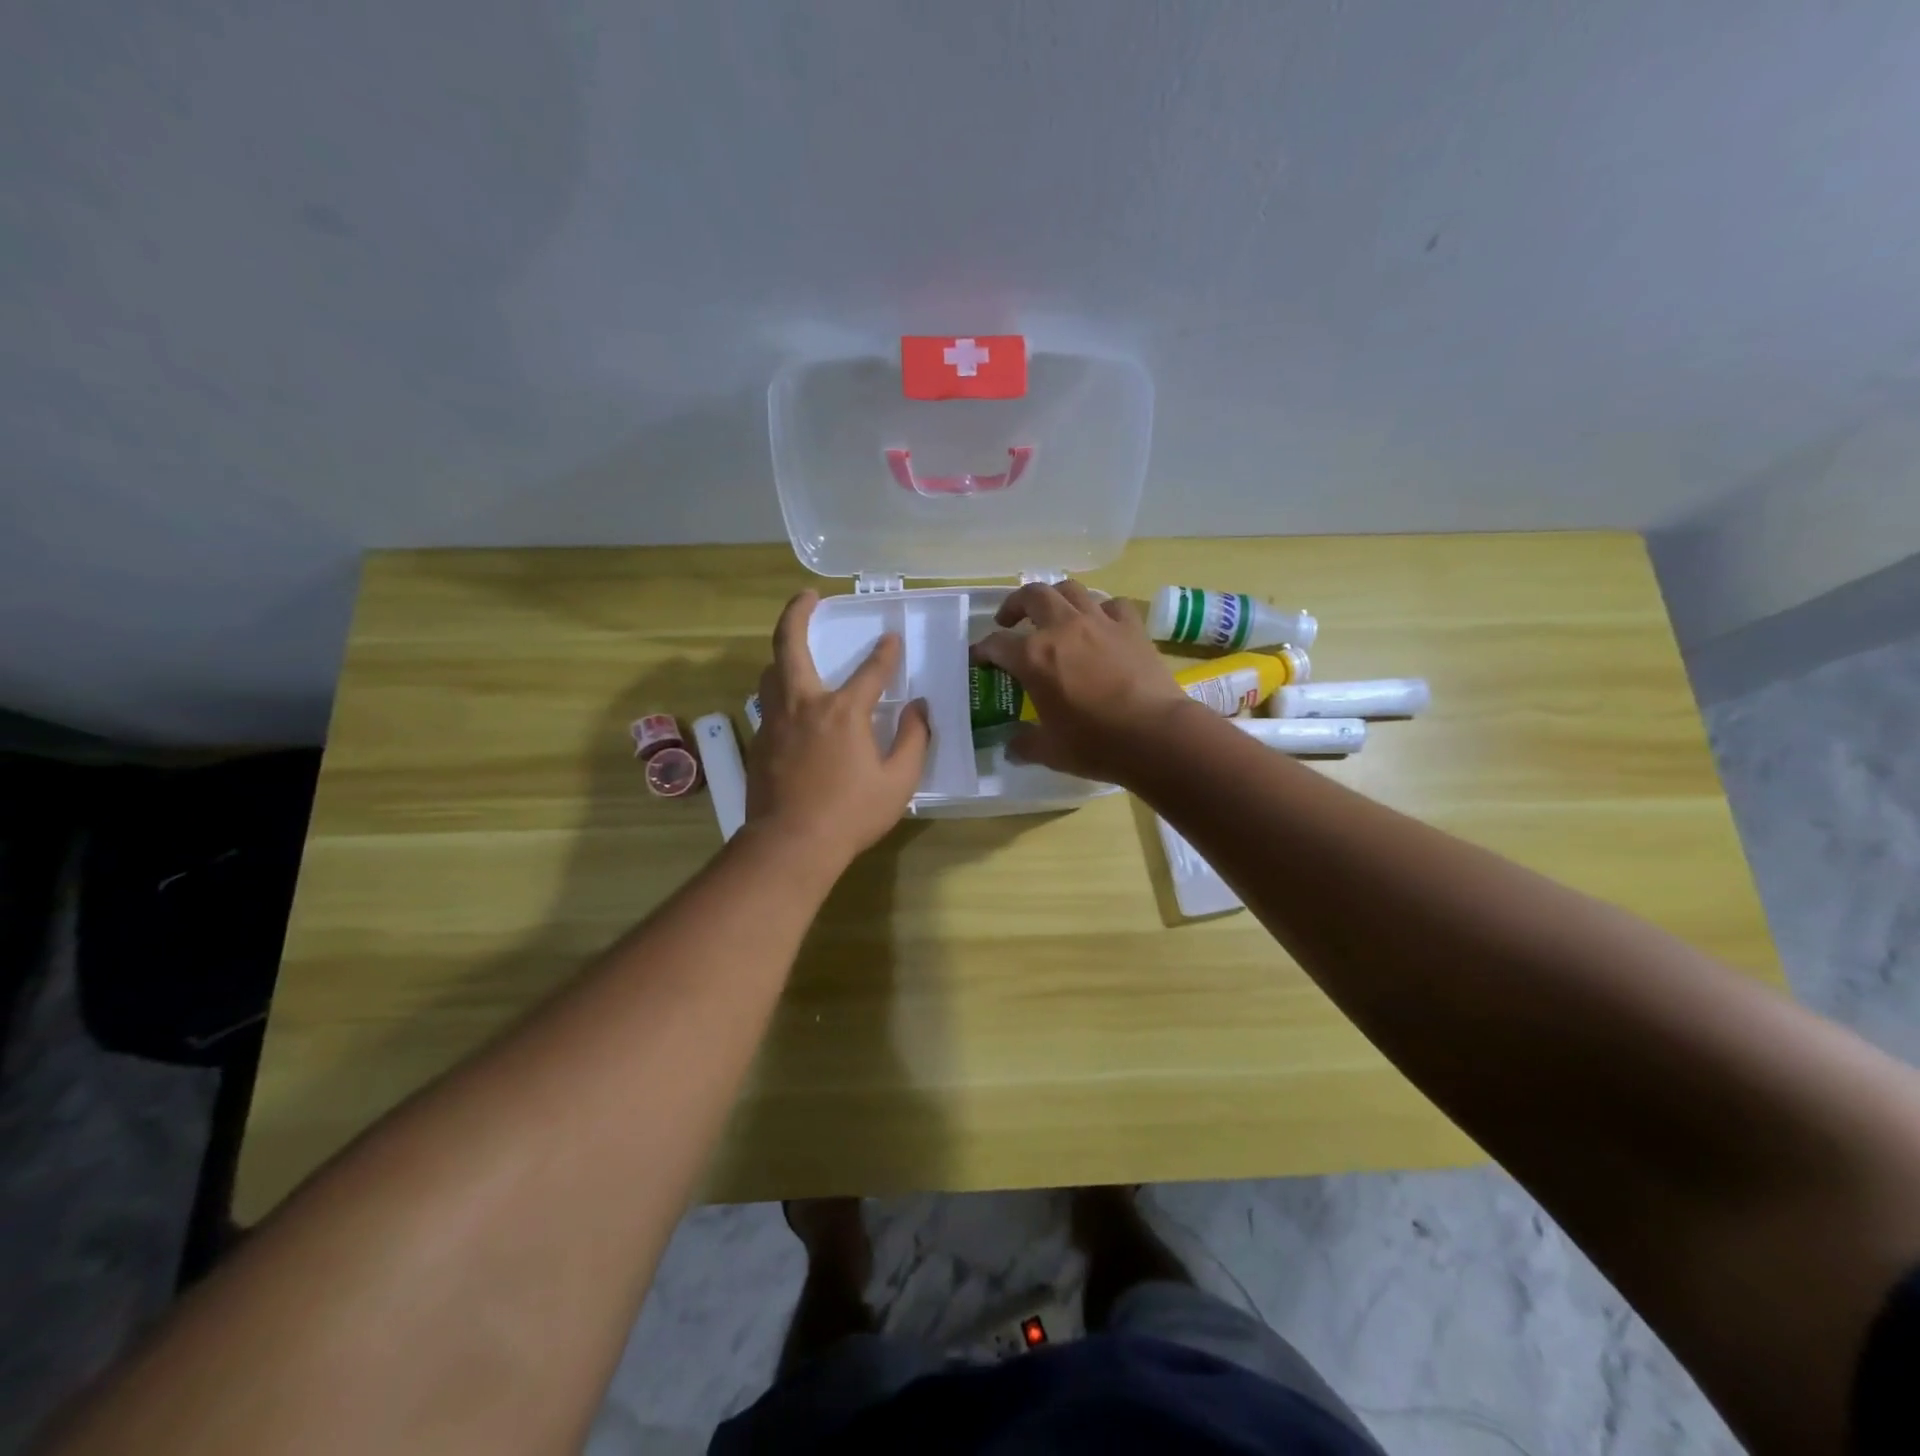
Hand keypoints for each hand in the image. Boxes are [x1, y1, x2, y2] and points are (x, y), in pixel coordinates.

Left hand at [745, 591, 929, 867]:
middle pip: (790, 645)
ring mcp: (775, 722)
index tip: (892, 638)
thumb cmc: (850, 814)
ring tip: (796, 651)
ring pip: (771, 673)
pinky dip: (781, 695)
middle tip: (807, 596)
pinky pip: (768, 706)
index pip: (871, 670)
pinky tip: (793, 711)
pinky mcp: (759, 743)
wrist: (790, 845)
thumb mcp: (898, 781)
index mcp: (842, 712)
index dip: (885, 652)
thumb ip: (913, 740)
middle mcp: (804, 705)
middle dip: (798, 614)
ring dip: (783, 654)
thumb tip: (919, 709)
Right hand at [971, 580, 1194, 781]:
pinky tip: (1101, 625)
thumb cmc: (1095, 744)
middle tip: (1010, 621)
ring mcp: (1099, 622)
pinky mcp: (1132, 627)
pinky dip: (1102, 610)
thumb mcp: (1050, 751)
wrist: (1155, 735)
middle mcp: (1062, 628)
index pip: (996, 644)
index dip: (983, 650)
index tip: (978, 658)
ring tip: (1053, 614)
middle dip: (1015, 604)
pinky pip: (1113, 605)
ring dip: (1055, 597)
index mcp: (1033, 657)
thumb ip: (1025, 744)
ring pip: (1071, 590)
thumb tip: (1011, 748)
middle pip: (1032, 596)